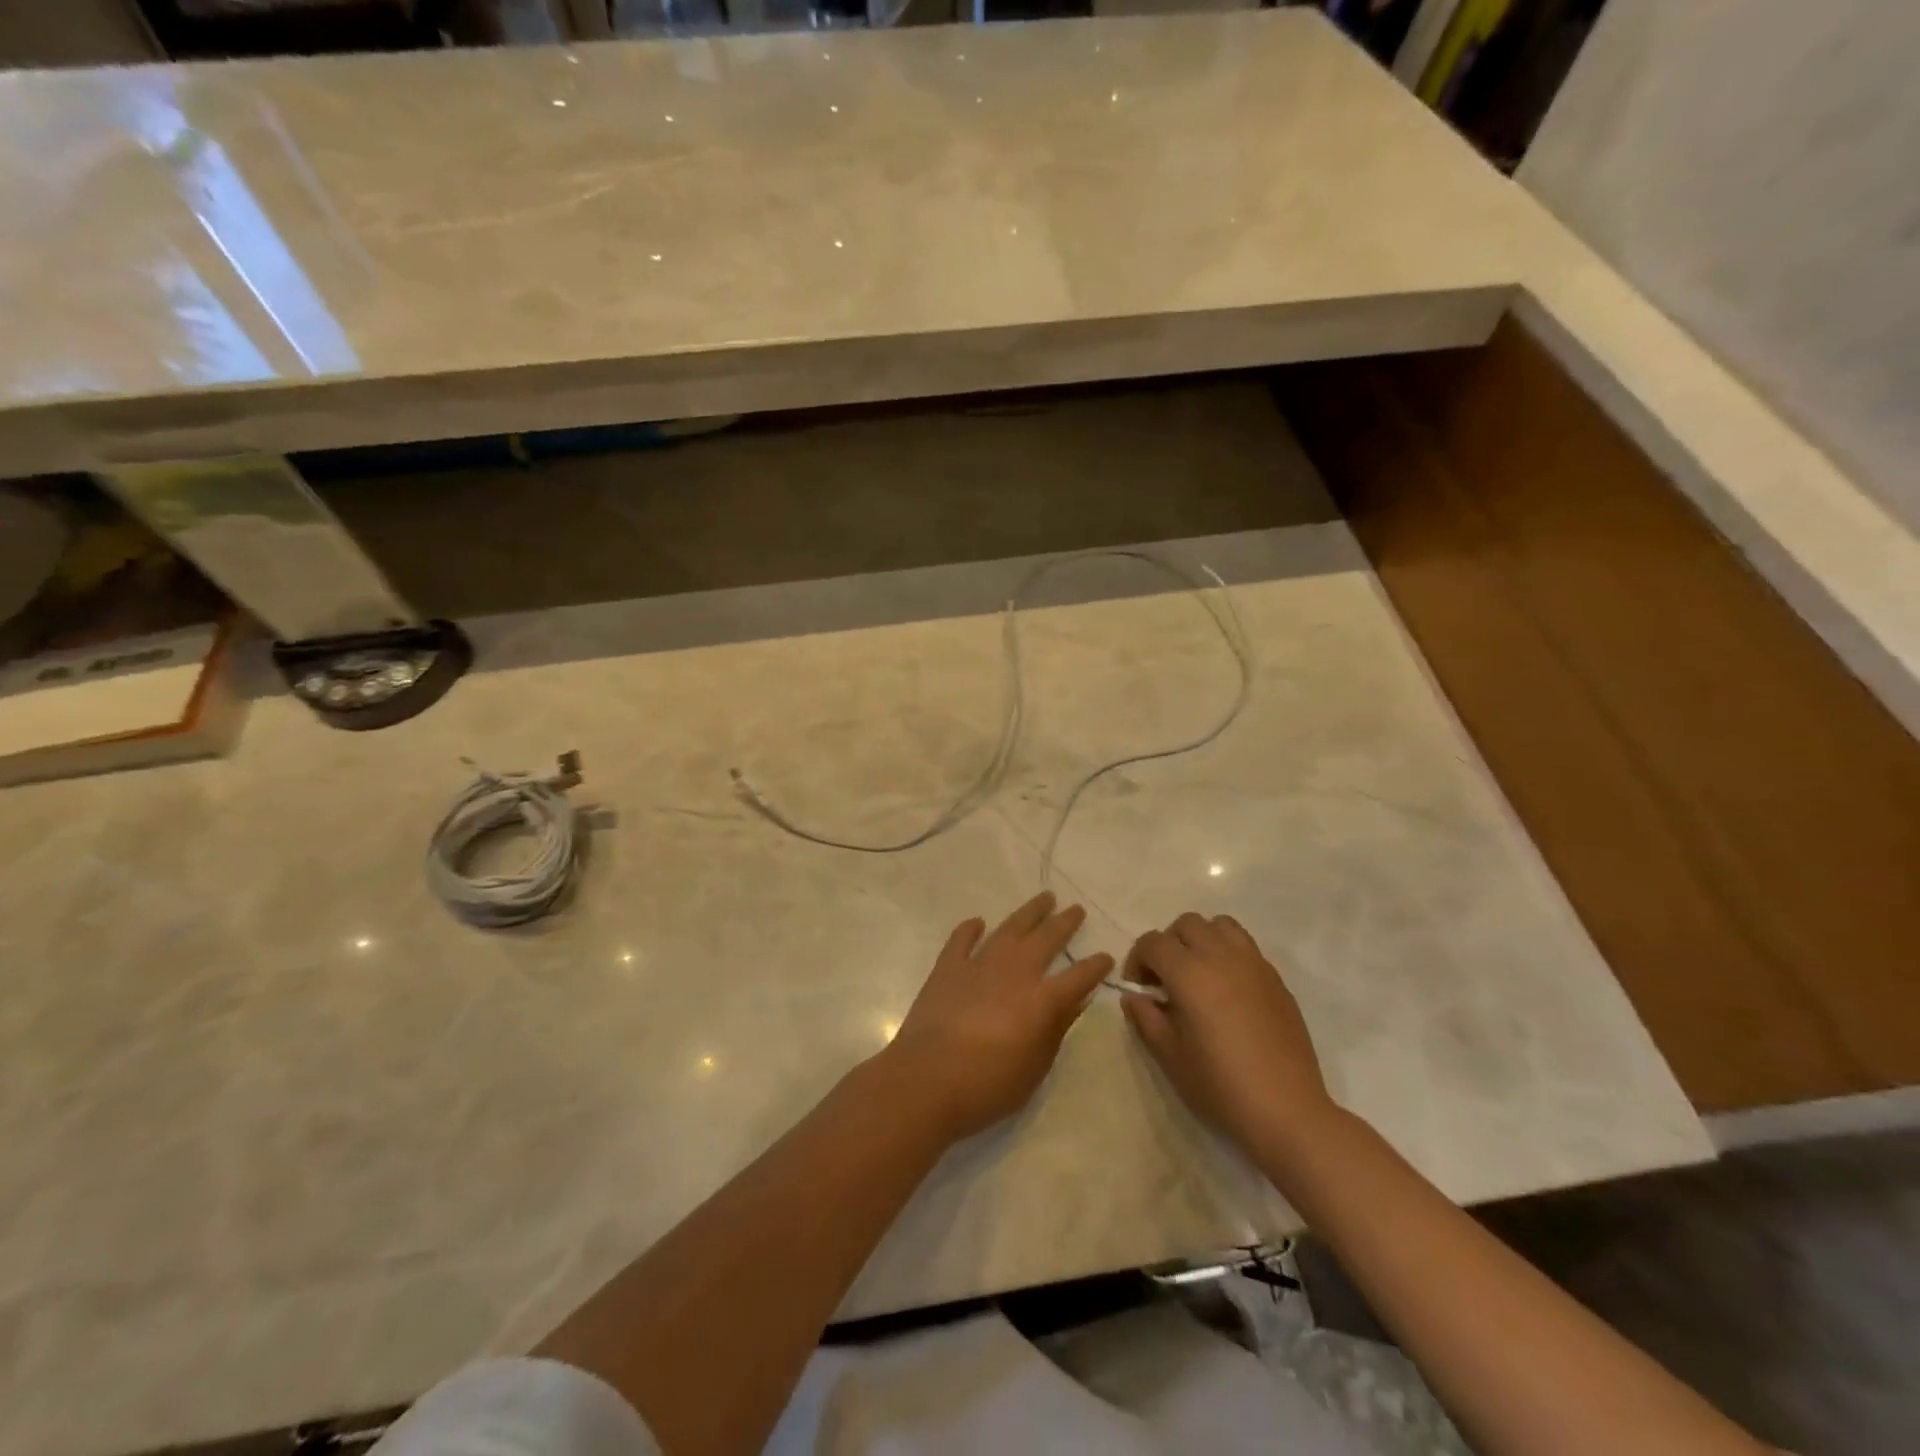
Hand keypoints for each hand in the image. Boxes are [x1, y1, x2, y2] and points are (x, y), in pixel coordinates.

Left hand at [880, 892, 1114, 1142]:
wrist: (926, 1080)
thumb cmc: (987, 1086)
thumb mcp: (1035, 1068)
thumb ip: (1056, 1030)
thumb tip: (1076, 1001)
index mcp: (1041, 1001)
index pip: (1078, 977)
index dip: (1095, 966)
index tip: (1106, 956)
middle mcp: (1015, 973)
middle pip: (1046, 939)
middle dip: (1064, 923)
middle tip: (1076, 909)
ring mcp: (979, 965)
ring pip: (1010, 929)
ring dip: (1029, 913)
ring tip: (1044, 898)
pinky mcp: (947, 968)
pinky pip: (962, 940)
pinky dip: (970, 929)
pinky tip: (978, 922)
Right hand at [1121, 913, 1338, 1168]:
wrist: (1286, 1110)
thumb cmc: (1220, 1085)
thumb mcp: (1169, 1055)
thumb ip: (1146, 1017)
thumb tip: (1134, 996)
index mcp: (1189, 973)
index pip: (1152, 943)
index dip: (1137, 960)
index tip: (1139, 989)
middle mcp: (1221, 956)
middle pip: (1186, 924)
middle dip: (1168, 944)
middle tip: (1166, 979)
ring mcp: (1253, 964)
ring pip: (1220, 925)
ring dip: (1201, 940)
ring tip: (1198, 974)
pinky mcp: (1276, 978)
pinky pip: (1246, 947)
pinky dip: (1228, 954)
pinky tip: (1228, 991)